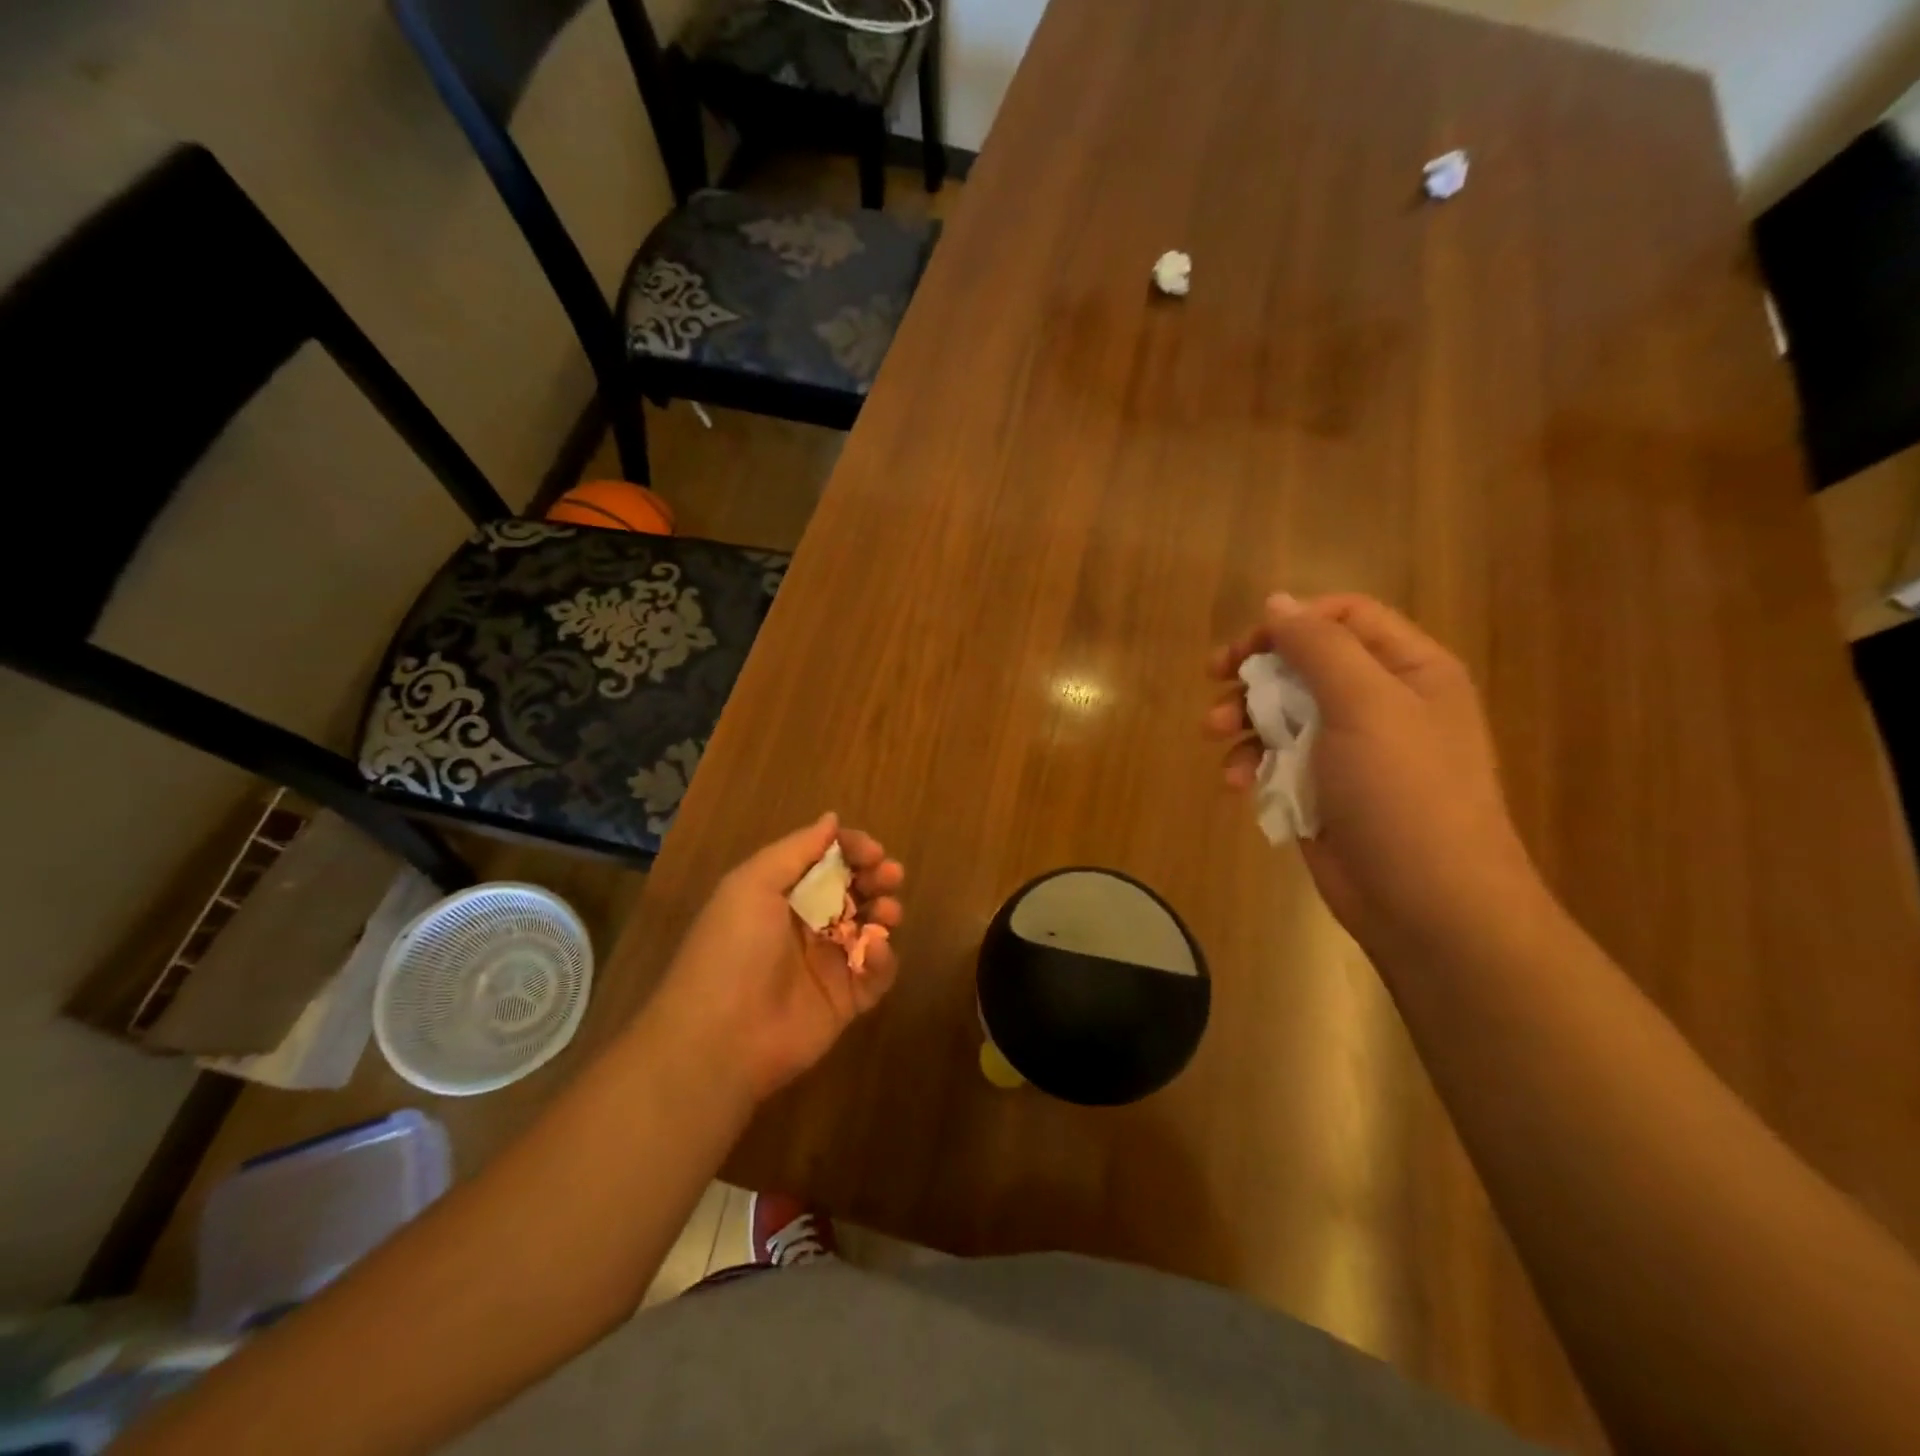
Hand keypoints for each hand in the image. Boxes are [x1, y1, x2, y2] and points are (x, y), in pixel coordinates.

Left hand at [648, 813, 905, 1103]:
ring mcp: (828, 964)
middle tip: (890, 876)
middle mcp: (806, 925)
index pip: (826, 861)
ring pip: (871, 928)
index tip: (872, 851)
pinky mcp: (846, 1001)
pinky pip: (876, 973)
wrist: (721, 1037)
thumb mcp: (753, 884)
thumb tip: (831, 819)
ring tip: (888, 913)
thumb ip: (797, 849)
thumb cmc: (734, 949)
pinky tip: (874, 951)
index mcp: (781, 894)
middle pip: (854, 891)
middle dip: (876, 877)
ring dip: (886, 912)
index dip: (852, 850)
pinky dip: (883, 958)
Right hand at [1205, 593, 1538, 947]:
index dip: (1291, 622)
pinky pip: (1275, 758)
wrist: (1426, 903)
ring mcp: (1347, 750)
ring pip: (1280, 711)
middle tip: (1214, 679)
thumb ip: (1319, 648)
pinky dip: (1250, 764)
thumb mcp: (1365, 705)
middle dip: (1255, 672)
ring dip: (1242, 719)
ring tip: (1214, 735)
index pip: (1344, 618)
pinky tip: (1235, 783)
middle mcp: (1379, 703)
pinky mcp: (1320, 789)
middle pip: (1303, 663)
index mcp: (1408, 671)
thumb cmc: (1404, 793)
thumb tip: (1277, 602)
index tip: (1246, 646)